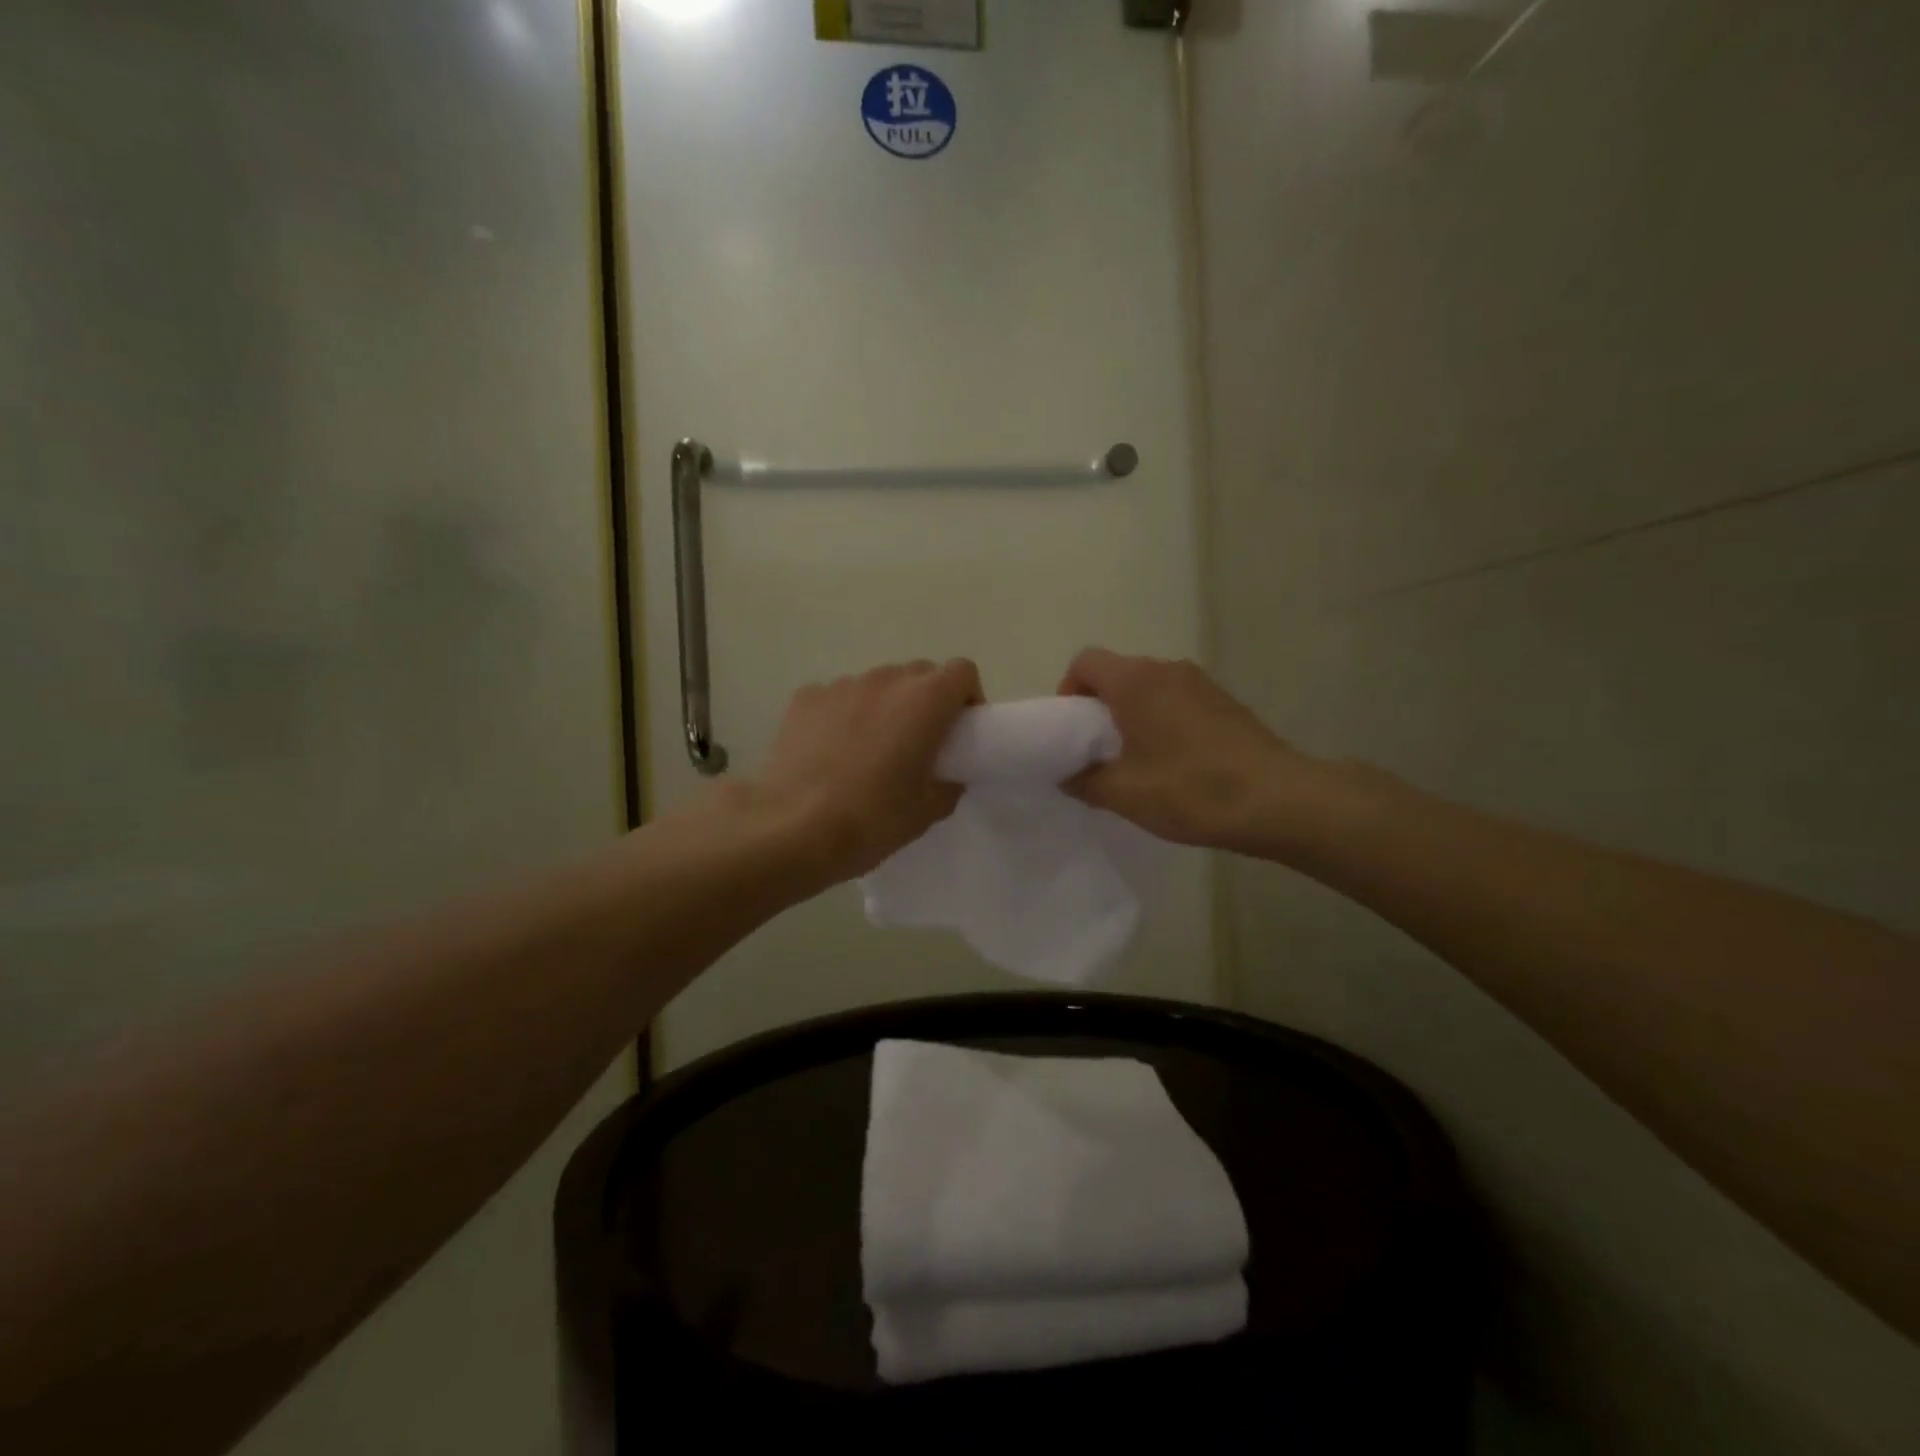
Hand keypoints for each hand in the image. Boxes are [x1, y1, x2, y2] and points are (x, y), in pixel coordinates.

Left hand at [757, 658, 981, 882]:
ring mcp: (841, 685)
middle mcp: (885, 680)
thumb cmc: (872, 819)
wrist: (792, 829)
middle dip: (926, 701)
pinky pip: (838, 698)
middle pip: (919, 674)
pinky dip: (844, 715)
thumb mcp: (927, 811)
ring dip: (884, 707)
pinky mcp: (805, 698)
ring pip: (877, 685)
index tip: (960, 731)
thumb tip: (945, 774)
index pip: (962, 671)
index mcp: (924, 700)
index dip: (966, 697)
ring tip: (869, 750)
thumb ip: (949, 783)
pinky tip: (831, 752)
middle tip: (918, 744)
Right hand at [1058, 648, 1309, 849]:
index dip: (1068, 692)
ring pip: (1149, 689)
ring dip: (1133, 717)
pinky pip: (1177, 701)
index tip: (1072, 733)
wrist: (1279, 801)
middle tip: (1099, 753)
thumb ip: (1083, 781)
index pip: (1084, 662)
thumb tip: (1067, 775)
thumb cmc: (1190, 790)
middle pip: (1117, 674)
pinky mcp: (1225, 703)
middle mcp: (1167, 669)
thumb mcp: (1123, 794)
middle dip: (1099, 709)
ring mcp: (1201, 683)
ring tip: (1137, 762)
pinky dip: (1163, 722)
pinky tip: (1174, 764)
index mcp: (1135, 681)